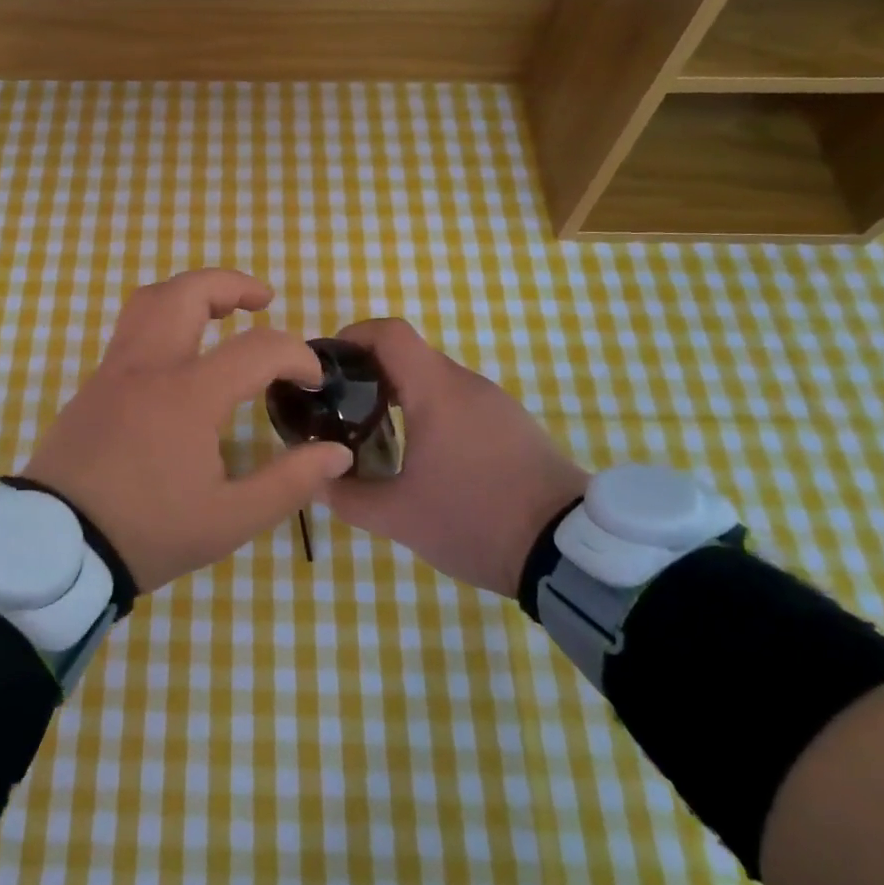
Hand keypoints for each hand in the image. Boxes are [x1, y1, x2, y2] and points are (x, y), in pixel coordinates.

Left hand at [22, 269, 354, 593]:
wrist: (55, 547)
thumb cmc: (147, 532)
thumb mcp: (230, 520)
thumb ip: (289, 483)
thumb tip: (336, 453)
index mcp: (188, 396)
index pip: (257, 349)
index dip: (296, 355)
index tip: (311, 380)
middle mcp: (148, 367)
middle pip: (188, 292)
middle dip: (232, 284)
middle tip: (263, 300)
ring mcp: (113, 371)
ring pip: (149, 301)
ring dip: (191, 293)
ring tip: (220, 313)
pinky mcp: (92, 386)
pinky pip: (130, 332)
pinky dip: (163, 322)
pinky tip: (179, 359)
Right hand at [322, 318, 588, 596]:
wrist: (568, 551)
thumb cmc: (474, 519)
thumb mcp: (398, 516)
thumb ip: (346, 496)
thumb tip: (315, 480)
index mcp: (437, 391)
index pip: (389, 333)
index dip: (352, 336)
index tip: (328, 365)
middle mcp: (468, 384)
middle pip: (410, 356)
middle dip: (370, 374)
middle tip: (341, 409)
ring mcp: (497, 403)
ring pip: (436, 381)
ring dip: (402, 396)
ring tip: (377, 434)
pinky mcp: (515, 425)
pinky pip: (462, 403)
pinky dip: (432, 413)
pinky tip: (425, 456)